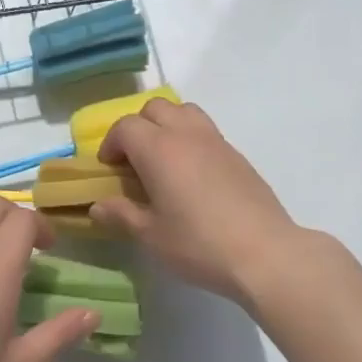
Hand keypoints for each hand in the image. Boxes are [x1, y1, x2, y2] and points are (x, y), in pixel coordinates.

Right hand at [90, 100, 301, 303]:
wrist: (265, 253)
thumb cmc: (199, 244)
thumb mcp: (151, 235)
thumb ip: (121, 214)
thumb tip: (97, 206)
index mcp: (159, 149)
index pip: (125, 127)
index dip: (111, 144)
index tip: (109, 169)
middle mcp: (186, 134)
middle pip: (155, 108)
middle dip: (138, 127)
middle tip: (134, 161)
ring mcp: (216, 141)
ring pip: (184, 112)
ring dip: (167, 125)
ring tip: (164, 160)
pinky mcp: (238, 155)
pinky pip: (206, 131)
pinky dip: (190, 140)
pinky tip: (193, 176)